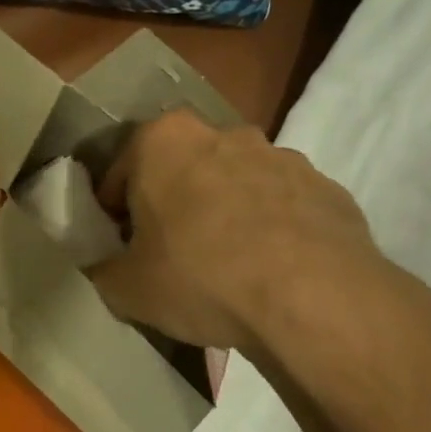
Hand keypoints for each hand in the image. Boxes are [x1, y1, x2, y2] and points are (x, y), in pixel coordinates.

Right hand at [89, 109, 404, 354]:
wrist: (314, 298)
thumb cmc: (202, 277)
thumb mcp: (127, 289)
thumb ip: (104, 270)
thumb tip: (107, 268)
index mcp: (164, 141)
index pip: (122, 172)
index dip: (115, 212)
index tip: (121, 245)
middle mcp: (223, 133)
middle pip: (182, 169)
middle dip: (173, 203)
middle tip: (170, 253)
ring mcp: (282, 156)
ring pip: (235, 183)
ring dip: (224, 212)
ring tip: (226, 266)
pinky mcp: (326, 187)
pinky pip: (282, 206)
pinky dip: (271, 229)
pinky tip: (270, 271)